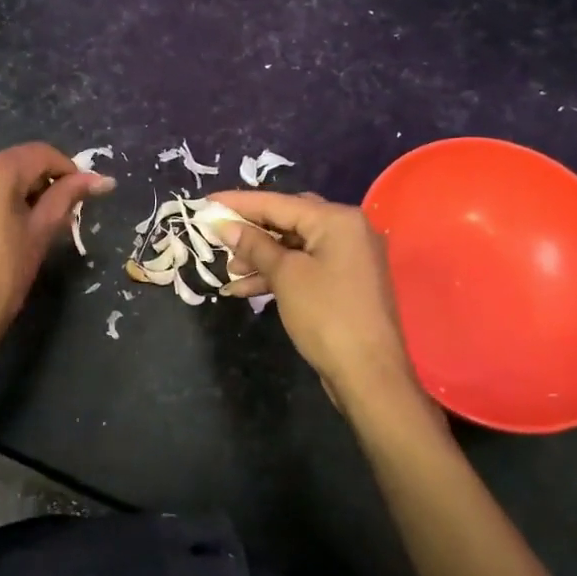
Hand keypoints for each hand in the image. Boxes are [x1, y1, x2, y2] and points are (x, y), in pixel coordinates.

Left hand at [0, 143, 112, 379]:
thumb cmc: (0, 279)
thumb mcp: (39, 236)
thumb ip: (66, 198)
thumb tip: (102, 179)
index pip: (40, 155)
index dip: (65, 170)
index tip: (76, 194)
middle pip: (7, 166)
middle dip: (28, 186)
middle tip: (42, 220)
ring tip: (2, 231)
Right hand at [209, 190, 429, 422]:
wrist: (368, 373)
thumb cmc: (326, 315)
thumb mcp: (285, 276)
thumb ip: (255, 245)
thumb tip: (226, 226)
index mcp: (337, 219)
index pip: (279, 202)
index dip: (240, 203)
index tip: (207, 202)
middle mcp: (348, 230)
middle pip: (288, 220)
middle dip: (252, 231)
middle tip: (219, 237)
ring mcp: (349, 257)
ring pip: (295, 247)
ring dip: (261, 257)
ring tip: (229, 272)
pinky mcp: (345, 282)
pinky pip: (305, 266)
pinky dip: (278, 274)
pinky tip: (246, 289)